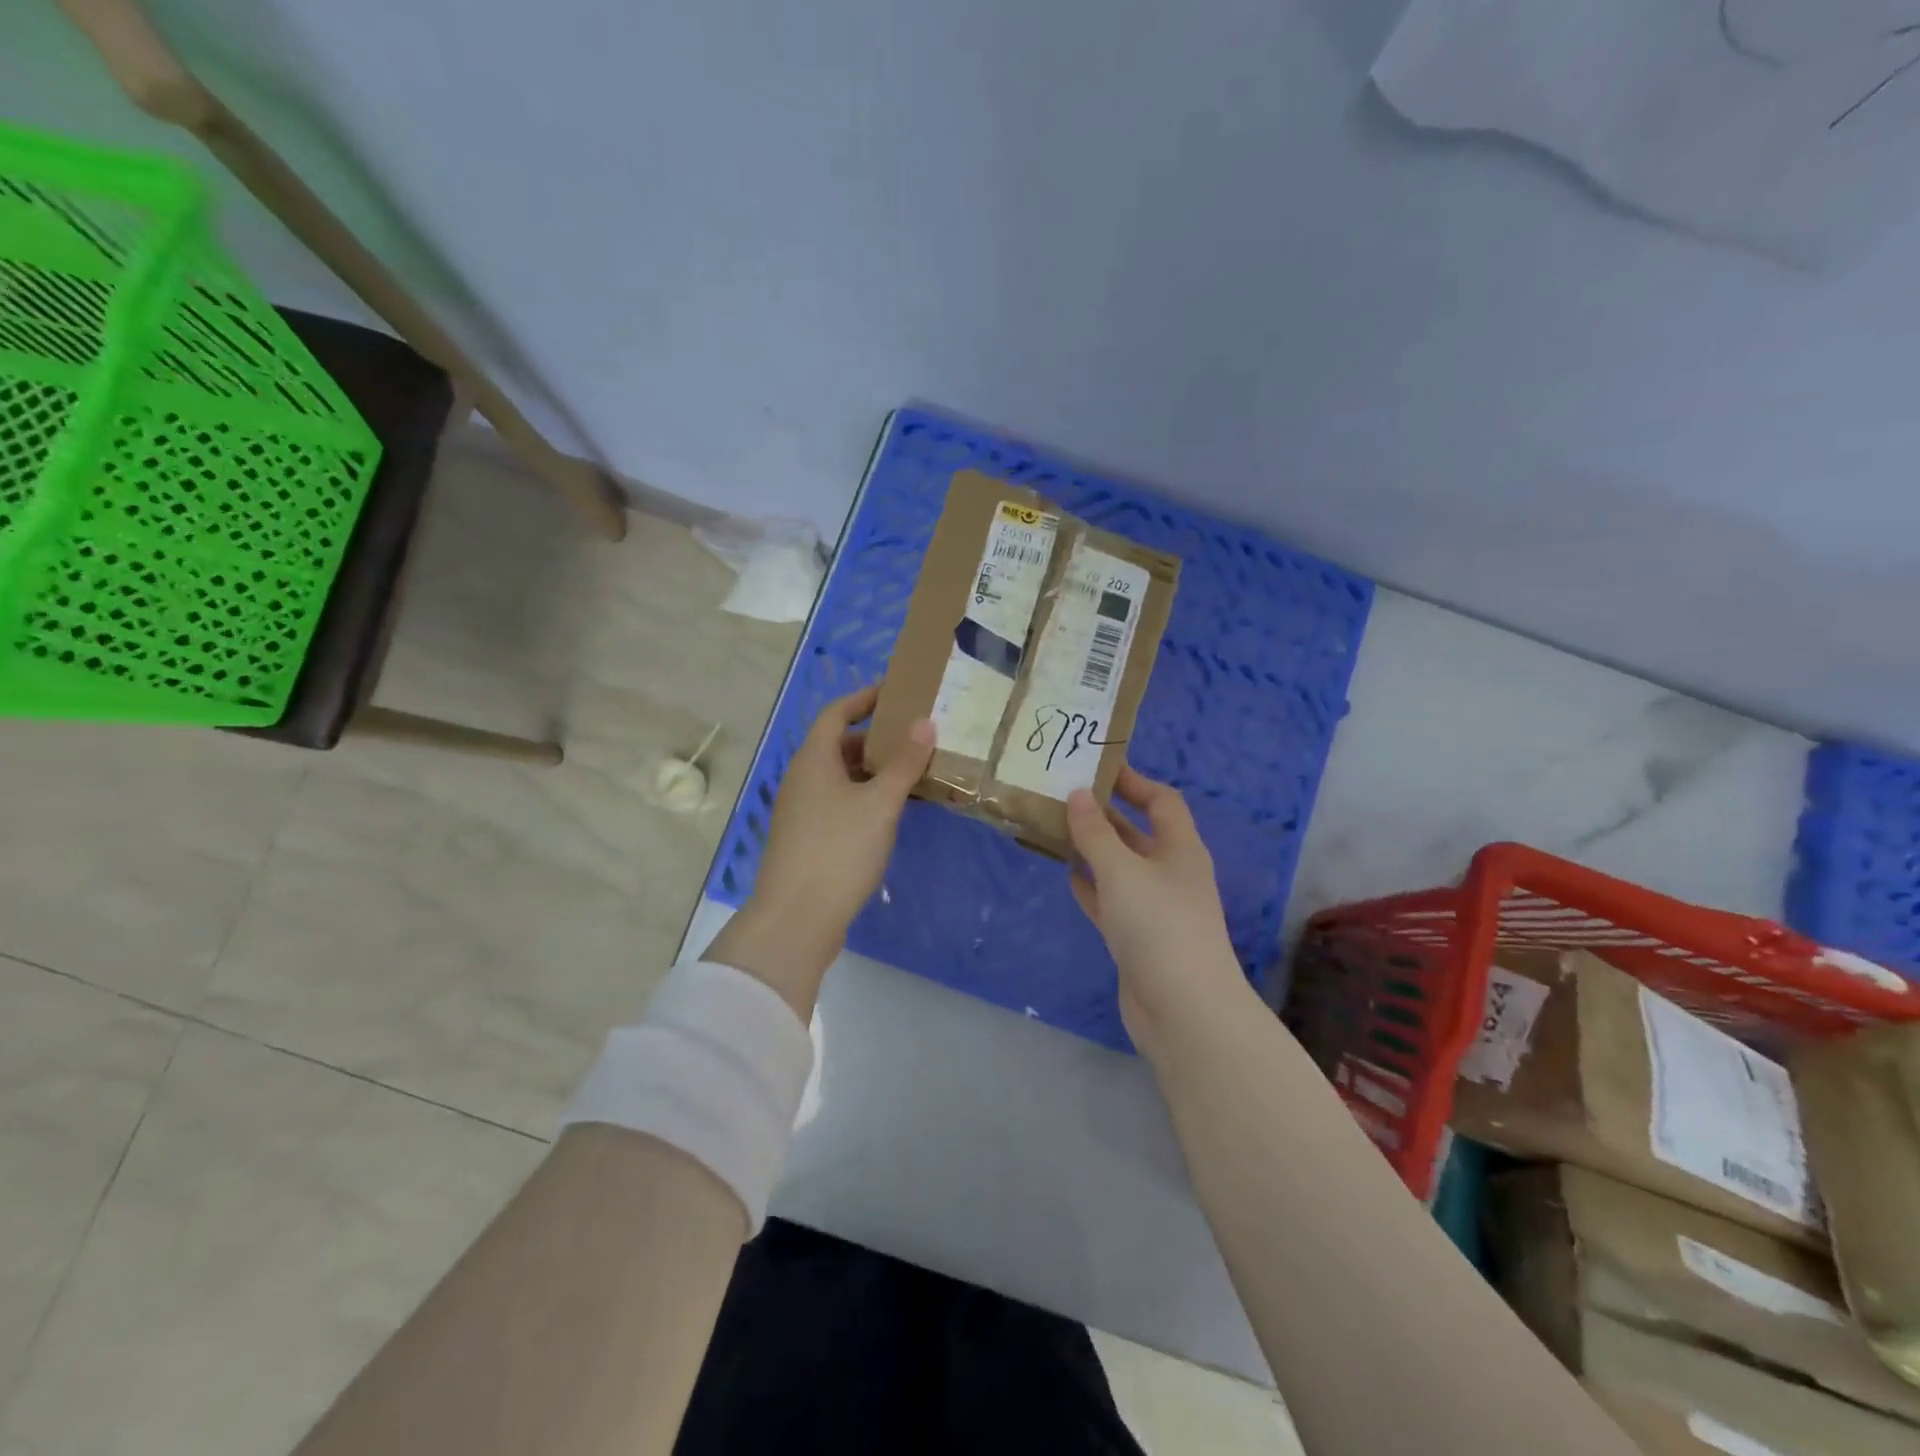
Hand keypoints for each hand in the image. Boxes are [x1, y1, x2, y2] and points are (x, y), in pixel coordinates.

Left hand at [707, 686, 933, 1018]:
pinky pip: (840, 803)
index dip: (864, 698)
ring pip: (841, 777)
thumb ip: (904, 763)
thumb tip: (926, 723)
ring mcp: (802, 811)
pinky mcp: (808, 838)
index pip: (837, 713)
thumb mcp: (879, 804)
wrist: (796, 918)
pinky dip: (865, 797)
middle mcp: (802, 779)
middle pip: (839, 744)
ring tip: (913, 772)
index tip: (897, 693)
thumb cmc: (838, 850)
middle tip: (916, 736)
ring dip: (873, 771)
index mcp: (813, 760)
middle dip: (876, 738)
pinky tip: (891, 812)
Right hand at [1066, 766, 1249, 1054]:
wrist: (1183, 1010)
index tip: (1096, 768)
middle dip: (1104, 815)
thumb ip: (1095, 832)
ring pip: (1120, 867)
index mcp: (1180, 849)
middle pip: (1137, 833)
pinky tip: (1067, 875)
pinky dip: (1092, 886)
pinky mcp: (1138, 938)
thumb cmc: (1158, 926)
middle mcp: (1171, 873)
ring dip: (1093, 850)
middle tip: (1062, 797)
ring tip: (1055, 829)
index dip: (1133, 781)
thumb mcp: (1122, 870)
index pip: (1162, 801)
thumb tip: (1077, 794)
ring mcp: (1155, 908)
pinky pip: (1111, 901)